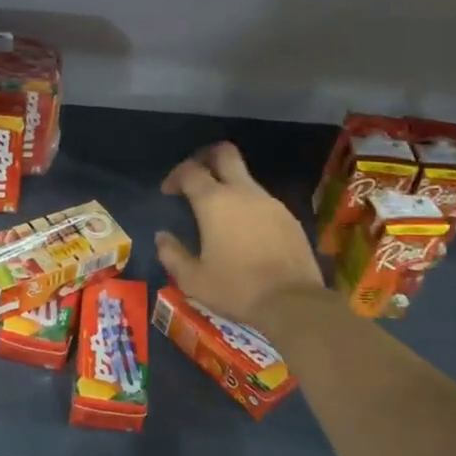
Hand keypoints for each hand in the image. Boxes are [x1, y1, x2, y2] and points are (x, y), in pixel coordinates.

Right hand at [155, 143, 324, 328]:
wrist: (292, 302)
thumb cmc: (236, 288)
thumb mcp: (193, 279)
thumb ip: (172, 254)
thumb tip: (162, 237)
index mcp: (214, 202)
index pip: (190, 170)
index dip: (175, 175)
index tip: (168, 192)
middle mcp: (243, 192)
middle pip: (224, 153)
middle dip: (206, 157)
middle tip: (196, 177)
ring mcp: (270, 202)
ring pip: (245, 178)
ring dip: (229, 185)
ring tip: (219, 213)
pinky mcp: (289, 217)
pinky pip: (262, 201)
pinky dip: (248, 206)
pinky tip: (245, 232)